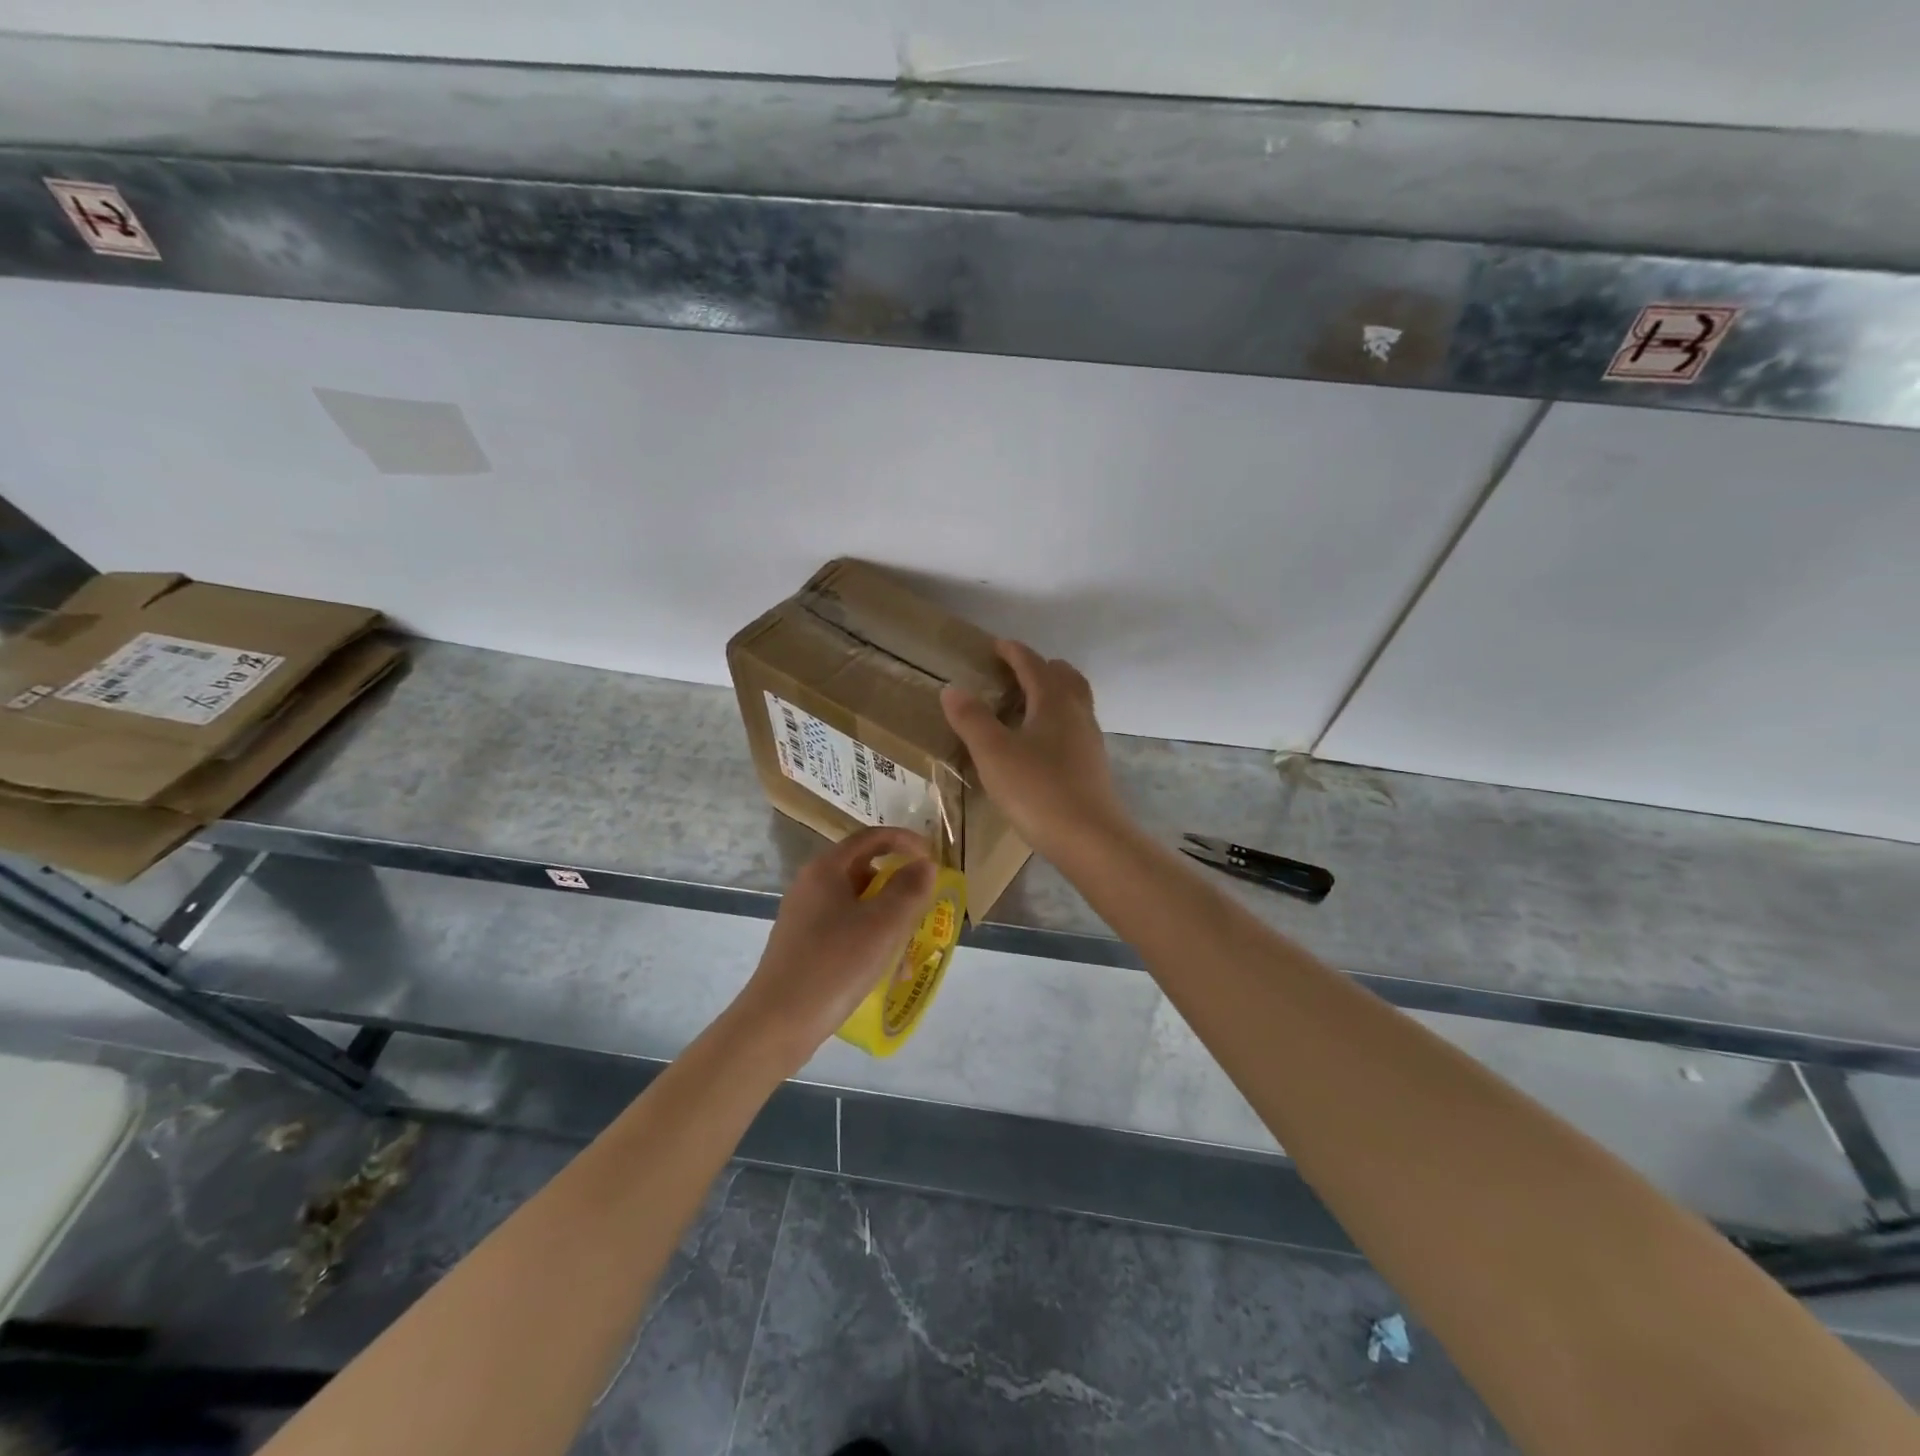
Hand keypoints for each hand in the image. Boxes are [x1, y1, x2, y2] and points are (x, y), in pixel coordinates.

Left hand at [730, 826, 937, 1062]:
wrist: (778, 1023)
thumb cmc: (835, 964)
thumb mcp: (884, 924)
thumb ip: (910, 889)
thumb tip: (925, 865)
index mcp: (826, 869)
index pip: (871, 838)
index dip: (906, 841)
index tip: (933, 859)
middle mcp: (811, 885)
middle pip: (865, 870)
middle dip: (899, 887)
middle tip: (925, 906)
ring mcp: (805, 917)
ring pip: (858, 904)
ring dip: (889, 919)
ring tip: (909, 950)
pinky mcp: (804, 945)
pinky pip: (847, 929)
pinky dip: (871, 940)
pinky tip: (887, 972)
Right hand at [941, 640, 1127, 860]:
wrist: (1089, 838)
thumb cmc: (1037, 789)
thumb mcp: (993, 753)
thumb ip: (972, 719)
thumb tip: (952, 688)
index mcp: (1053, 701)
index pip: (1032, 664)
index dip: (1013, 652)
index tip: (996, 645)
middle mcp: (1077, 712)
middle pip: (1064, 676)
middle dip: (1040, 668)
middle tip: (1014, 674)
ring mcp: (1089, 739)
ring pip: (1074, 702)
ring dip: (1052, 694)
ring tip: (1026, 706)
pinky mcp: (1093, 765)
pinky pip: (1075, 727)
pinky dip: (1058, 720)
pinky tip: (1041, 744)